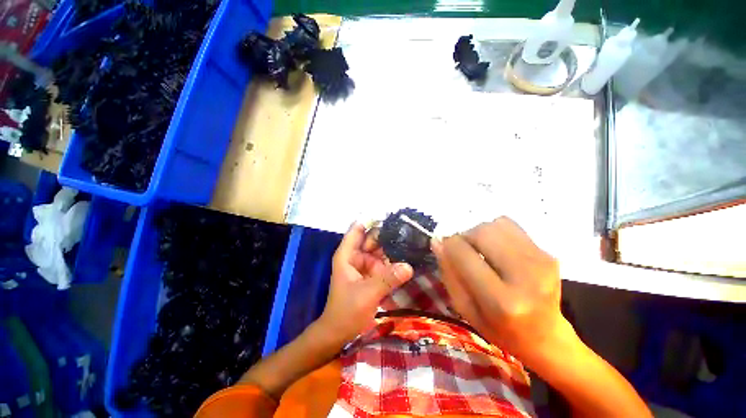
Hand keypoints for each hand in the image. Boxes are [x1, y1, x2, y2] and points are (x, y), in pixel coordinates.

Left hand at [318, 222, 413, 342]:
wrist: (340, 333)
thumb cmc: (346, 311)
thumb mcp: (367, 294)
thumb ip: (387, 279)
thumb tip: (409, 266)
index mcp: (348, 255)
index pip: (358, 229)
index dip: (371, 220)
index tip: (389, 214)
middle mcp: (356, 256)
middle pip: (372, 238)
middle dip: (388, 233)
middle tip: (409, 227)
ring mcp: (365, 265)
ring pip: (380, 250)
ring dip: (393, 246)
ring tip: (412, 238)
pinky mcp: (373, 274)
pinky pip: (384, 262)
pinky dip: (394, 260)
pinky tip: (408, 255)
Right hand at [431, 217, 571, 365]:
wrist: (545, 337)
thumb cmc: (498, 328)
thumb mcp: (464, 308)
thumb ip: (449, 272)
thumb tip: (437, 240)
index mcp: (501, 301)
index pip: (462, 252)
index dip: (448, 245)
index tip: (446, 249)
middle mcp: (525, 277)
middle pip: (481, 231)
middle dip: (465, 236)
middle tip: (464, 251)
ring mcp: (541, 262)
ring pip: (495, 224)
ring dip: (480, 234)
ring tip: (482, 252)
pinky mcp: (547, 253)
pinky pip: (510, 226)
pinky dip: (496, 233)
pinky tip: (498, 251)